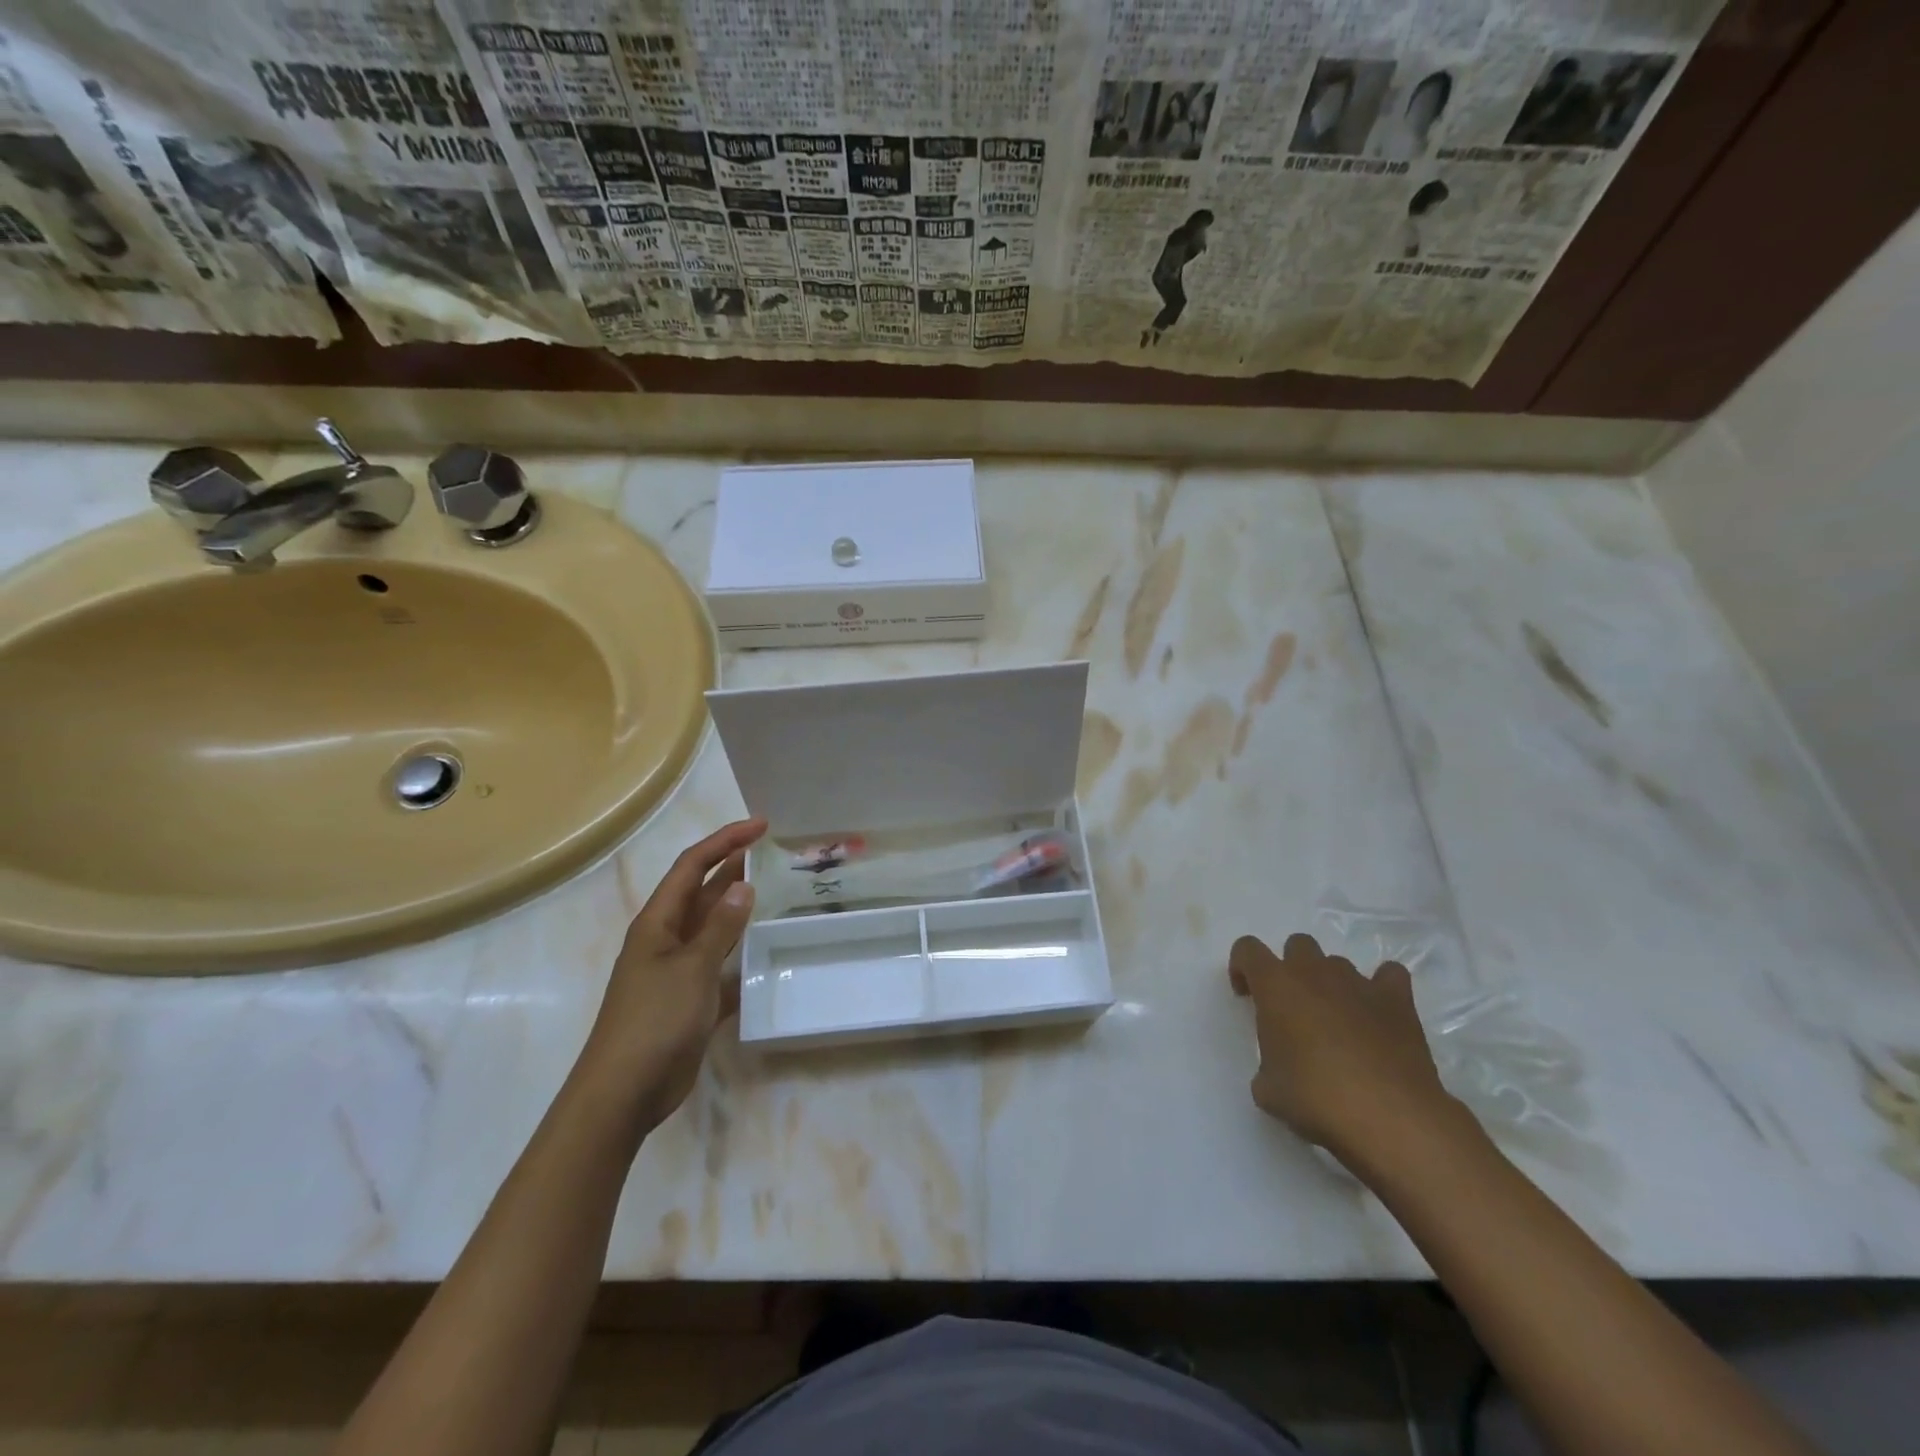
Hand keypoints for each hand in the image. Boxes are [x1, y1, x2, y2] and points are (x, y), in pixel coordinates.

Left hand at [581, 818, 767, 1127]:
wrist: (624, 1093)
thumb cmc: (653, 1020)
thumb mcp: (691, 968)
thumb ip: (720, 927)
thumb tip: (744, 885)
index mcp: (658, 922)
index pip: (692, 866)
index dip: (725, 841)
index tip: (761, 826)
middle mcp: (666, 939)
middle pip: (702, 893)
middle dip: (734, 869)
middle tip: (774, 854)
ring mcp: (678, 971)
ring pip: (714, 929)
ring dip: (740, 911)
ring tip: (777, 894)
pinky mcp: (690, 1001)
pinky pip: (721, 968)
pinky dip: (741, 959)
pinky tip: (768, 956)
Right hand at [1229, 932, 1459, 1168]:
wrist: (1388, 1118)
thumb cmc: (1315, 1098)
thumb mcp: (1268, 1089)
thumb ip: (1267, 1063)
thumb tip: (1280, 1068)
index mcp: (1275, 985)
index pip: (1248, 949)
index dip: (1242, 967)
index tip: (1247, 997)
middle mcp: (1315, 972)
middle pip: (1298, 945)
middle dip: (1292, 969)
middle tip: (1293, 1009)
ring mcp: (1358, 982)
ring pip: (1338, 963)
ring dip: (1331, 984)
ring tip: (1337, 1022)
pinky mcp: (1398, 1000)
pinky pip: (1388, 975)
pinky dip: (1381, 987)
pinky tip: (1378, 1013)